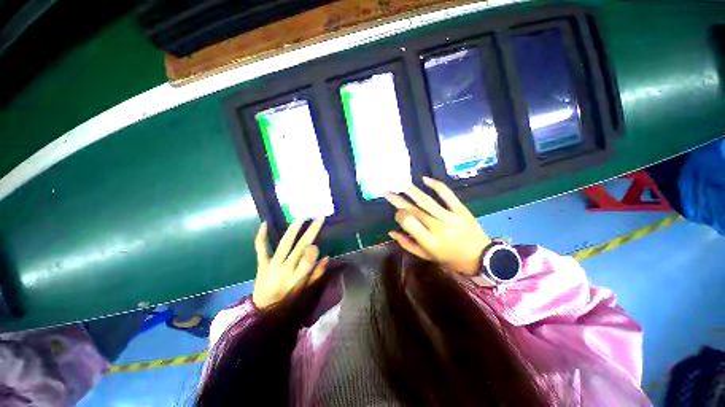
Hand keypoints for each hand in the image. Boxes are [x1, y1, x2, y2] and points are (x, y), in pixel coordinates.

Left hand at [252, 218, 328, 308]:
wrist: (262, 313)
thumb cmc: (288, 303)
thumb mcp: (305, 292)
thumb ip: (317, 275)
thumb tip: (327, 257)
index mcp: (297, 278)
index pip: (308, 259)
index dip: (314, 250)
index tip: (316, 247)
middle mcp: (285, 270)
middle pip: (300, 247)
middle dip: (311, 231)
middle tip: (319, 218)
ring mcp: (271, 266)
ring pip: (283, 244)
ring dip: (293, 229)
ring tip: (301, 217)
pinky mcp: (261, 265)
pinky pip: (261, 249)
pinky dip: (261, 237)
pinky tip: (265, 223)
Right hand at [385, 177, 491, 277]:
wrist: (481, 257)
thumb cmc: (450, 259)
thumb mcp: (427, 256)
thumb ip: (407, 244)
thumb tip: (391, 231)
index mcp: (430, 242)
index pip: (408, 222)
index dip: (399, 215)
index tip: (397, 213)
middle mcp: (438, 228)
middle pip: (414, 210)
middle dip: (399, 200)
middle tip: (387, 192)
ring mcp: (451, 217)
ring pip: (427, 201)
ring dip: (411, 191)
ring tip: (400, 184)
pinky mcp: (461, 209)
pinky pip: (447, 195)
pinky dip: (436, 185)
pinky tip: (424, 179)